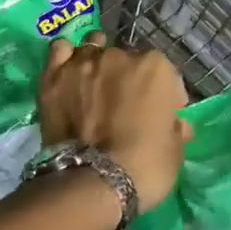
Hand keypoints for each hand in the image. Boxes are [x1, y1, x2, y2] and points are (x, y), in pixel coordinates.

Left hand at [39, 33, 189, 210]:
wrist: (93, 181)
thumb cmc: (145, 166)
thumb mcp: (175, 151)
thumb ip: (174, 127)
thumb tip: (176, 124)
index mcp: (155, 67)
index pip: (166, 73)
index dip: (165, 96)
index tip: (162, 115)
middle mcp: (119, 55)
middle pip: (127, 60)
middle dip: (128, 79)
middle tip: (125, 107)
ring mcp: (84, 63)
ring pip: (93, 48)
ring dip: (97, 63)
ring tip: (94, 85)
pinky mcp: (54, 76)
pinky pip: (60, 50)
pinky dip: (66, 58)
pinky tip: (69, 72)